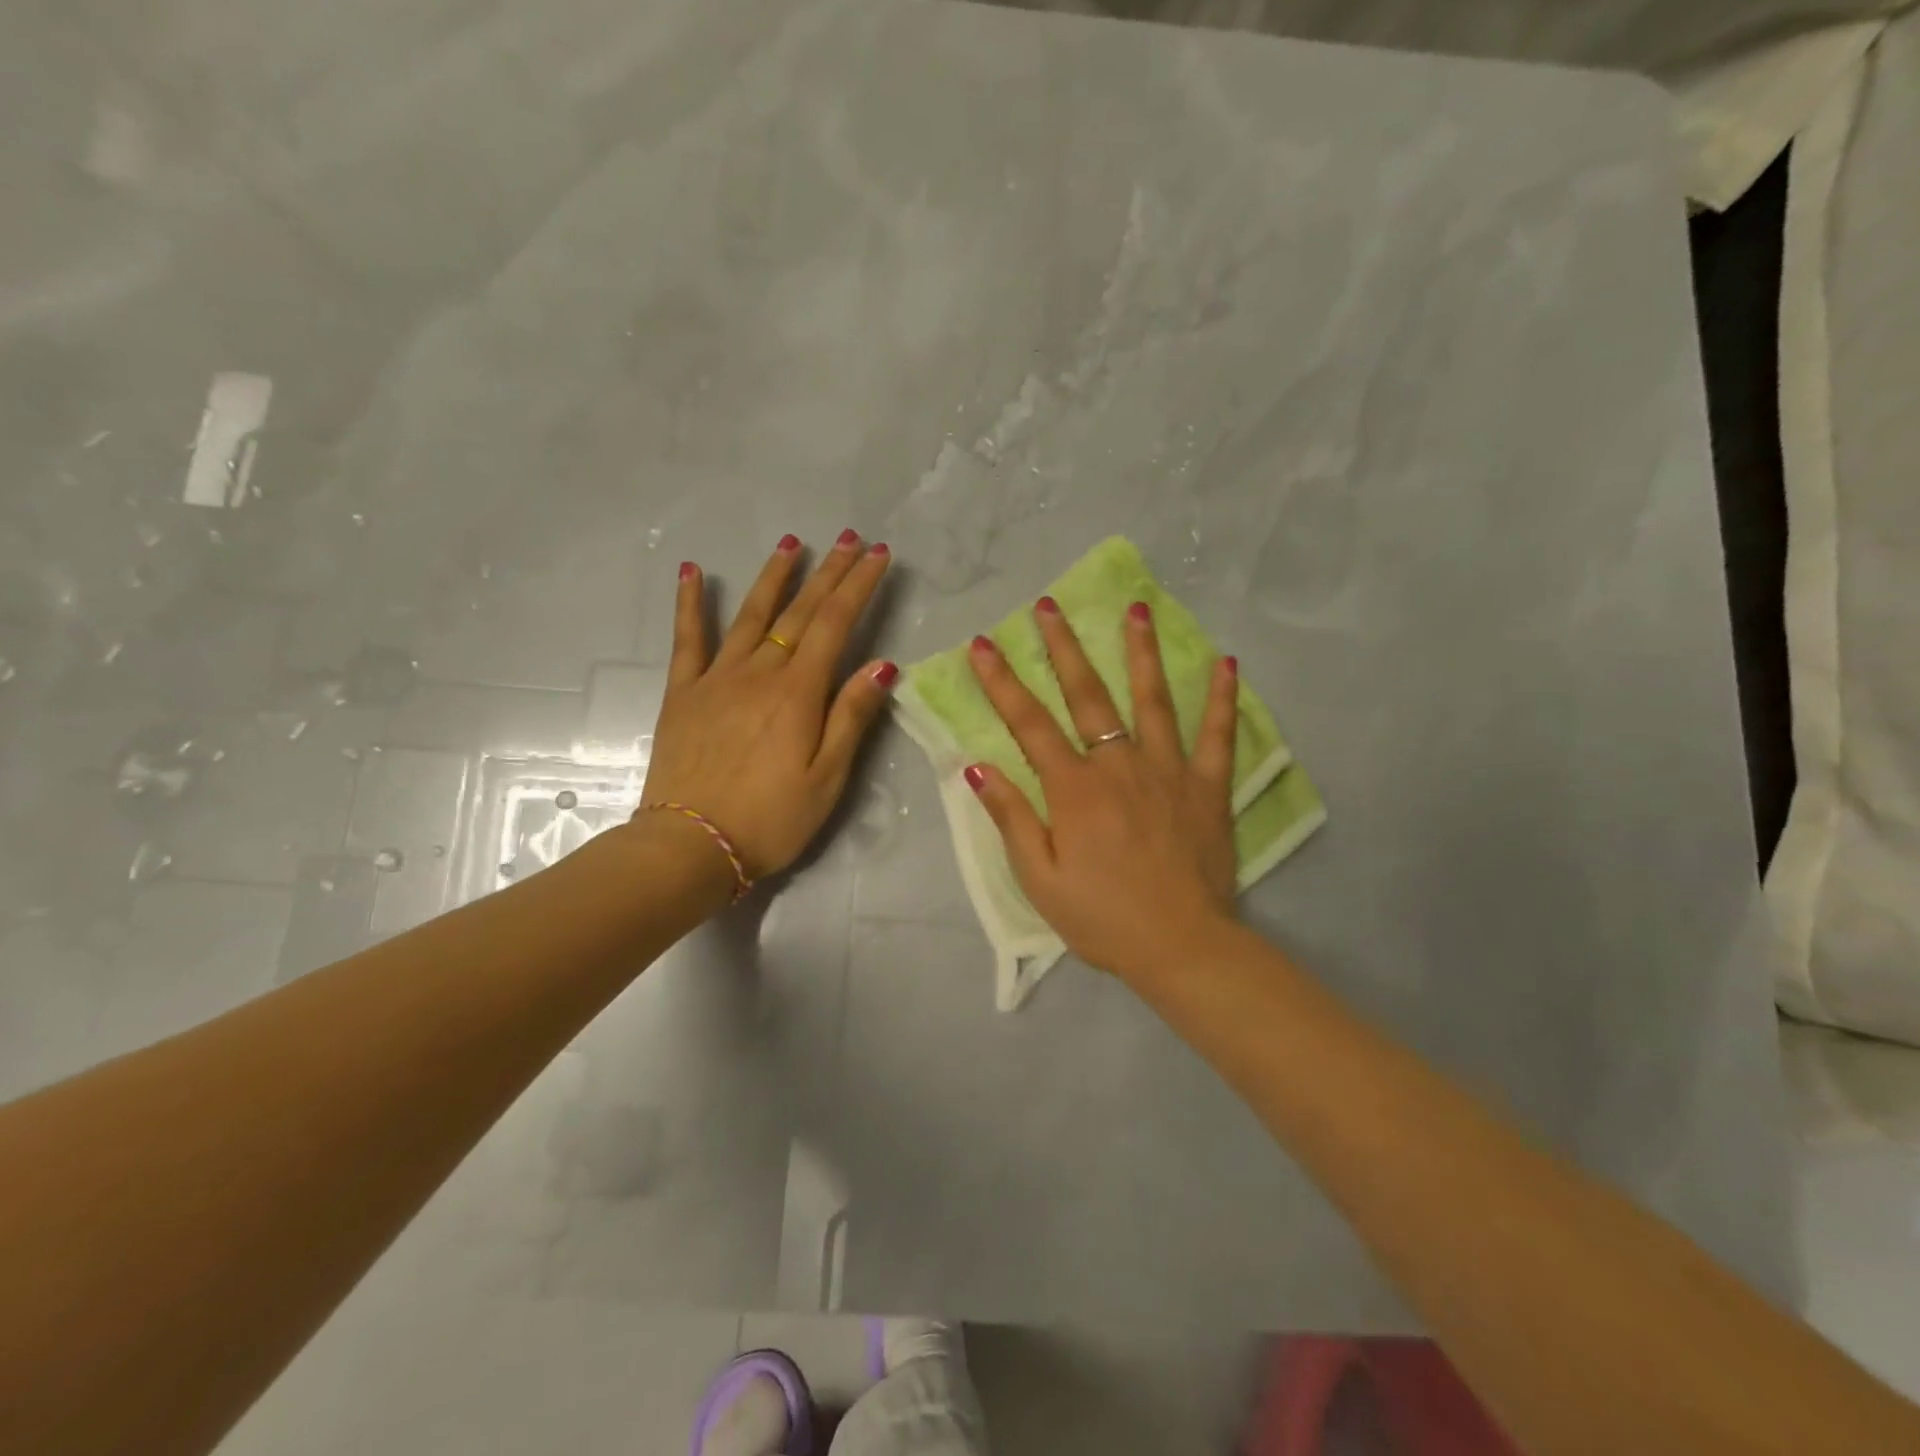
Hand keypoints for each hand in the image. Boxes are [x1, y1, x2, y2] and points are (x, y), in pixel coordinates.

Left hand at [638, 530, 894, 881]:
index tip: (878, 555)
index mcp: (798, 693)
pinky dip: (689, 604)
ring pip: (751, 615)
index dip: (859, 586)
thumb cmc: (770, 820)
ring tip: (792, 542)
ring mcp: (717, 678)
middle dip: (829, 572)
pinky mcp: (684, 693)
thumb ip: (851, 717)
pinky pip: (688, 640)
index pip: (836, 625)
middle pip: (800, 612)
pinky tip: (690, 571)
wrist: (689, 846)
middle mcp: (759, 673)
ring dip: (774, 577)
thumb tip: (882, 665)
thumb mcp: (827, 778)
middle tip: (849, 538)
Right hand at [965, 599, 1239, 982]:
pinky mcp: (1208, 787)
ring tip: (1136, 610)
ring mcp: (1169, 771)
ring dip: (1141, 652)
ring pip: (1153, 700)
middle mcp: (1119, 766)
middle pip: (1088, 695)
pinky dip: (1223, 699)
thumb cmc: (1102, 918)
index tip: (984, 645)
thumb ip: (1012, 818)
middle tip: (1049, 605)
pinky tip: (1227, 663)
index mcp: (1074, 789)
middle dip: (1064, 647)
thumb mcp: (1039, 878)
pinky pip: (1218, 735)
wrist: (1181, 947)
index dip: (1002, 682)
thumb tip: (978, 768)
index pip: (1030, 724)